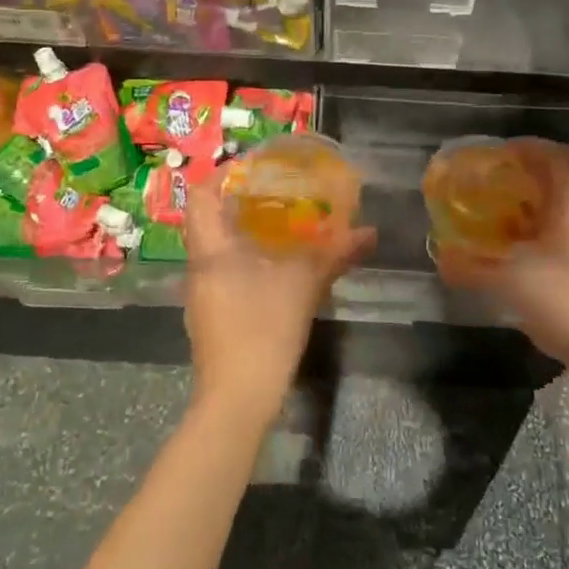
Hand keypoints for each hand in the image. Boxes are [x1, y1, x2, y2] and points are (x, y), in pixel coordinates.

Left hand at [182, 183, 375, 424]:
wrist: (237, 400)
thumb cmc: (263, 330)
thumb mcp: (303, 286)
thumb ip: (335, 255)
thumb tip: (370, 232)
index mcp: (211, 250)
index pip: (201, 196)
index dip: (222, 175)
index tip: (254, 168)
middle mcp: (199, 268)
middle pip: (209, 221)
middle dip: (240, 204)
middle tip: (277, 193)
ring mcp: (201, 296)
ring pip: (217, 250)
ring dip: (244, 235)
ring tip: (281, 226)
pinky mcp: (211, 318)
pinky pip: (224, 274)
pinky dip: (246, 262)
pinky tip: (275, 269)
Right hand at [433, 138, 568, 373]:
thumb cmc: (568, 302)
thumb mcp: (509, 283)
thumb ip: (471, 267)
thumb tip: (442, 257)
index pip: (555, 155)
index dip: (525, 148)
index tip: (496, 156)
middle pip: (559, 182)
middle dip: (523, 182)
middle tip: (490, 191)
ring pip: (566, 213)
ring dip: (535, 213)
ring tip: (502, 226)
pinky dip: (547, 239)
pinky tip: (527, 262)